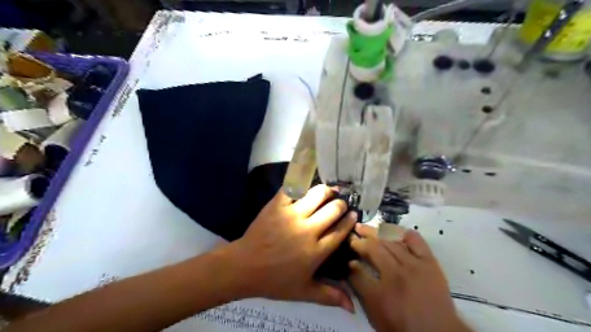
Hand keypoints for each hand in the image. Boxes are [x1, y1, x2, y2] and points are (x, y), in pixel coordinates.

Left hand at [231, 186, 357, 311]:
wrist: (244, 267)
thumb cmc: (275, 281)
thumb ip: (329, 296)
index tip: (354, 214)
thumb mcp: (304, 292)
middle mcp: (307, 230)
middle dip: (341, 204)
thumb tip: (353, 308)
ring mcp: (291, 215)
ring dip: (326, 191)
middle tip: (341, 203)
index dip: (349, 220)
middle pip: (332, 210)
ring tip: (328, 191)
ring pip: (316, 195)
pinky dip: (301, 185)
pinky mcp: (276, 206)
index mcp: (316, 251)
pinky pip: (292, 189)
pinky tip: (306, 186)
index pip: (340, 231)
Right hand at [347, 224, 470, 331]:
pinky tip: (392, 230)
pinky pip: (415, 240)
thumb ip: (361, 290)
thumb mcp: (376, 315)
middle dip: (359, 241)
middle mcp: (396, 275)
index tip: (346, 253)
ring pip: (390, 242)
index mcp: (381, 294)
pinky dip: (403, 233)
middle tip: (351, 235)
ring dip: (374, 233)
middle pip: (373, 249)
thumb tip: (350, 267)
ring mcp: (414, 266)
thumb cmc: (403, 326)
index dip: (349, 260)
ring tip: (363, 227)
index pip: (357, 269)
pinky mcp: (429, 262)